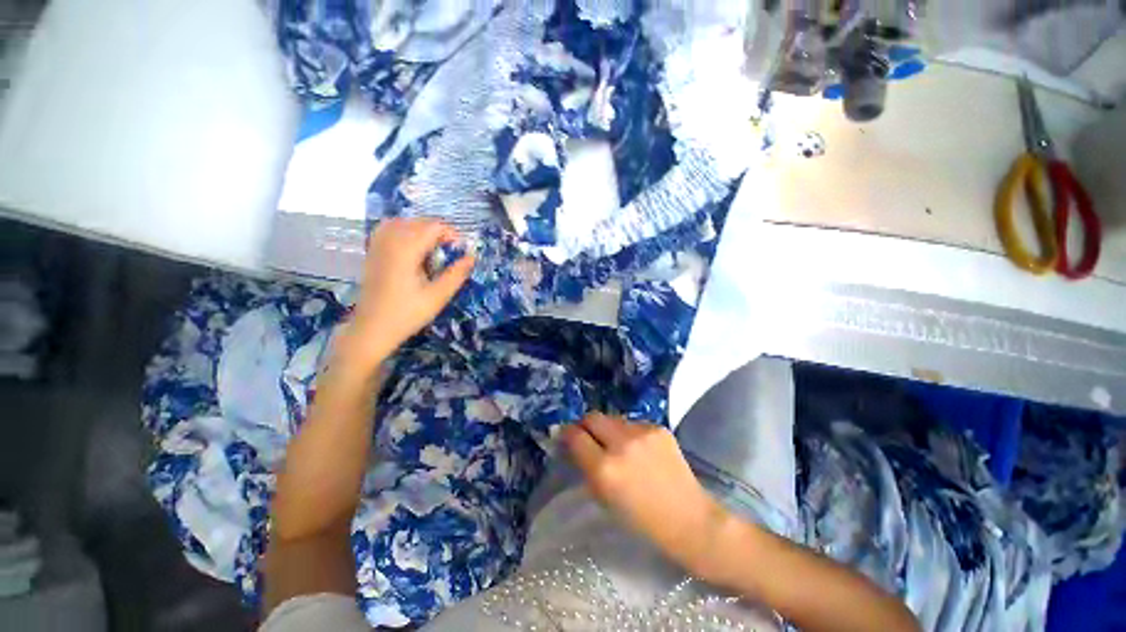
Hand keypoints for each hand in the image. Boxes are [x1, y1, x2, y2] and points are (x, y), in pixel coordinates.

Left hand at [342, 219, 473, 369]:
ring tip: (433, 248)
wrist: (372, 328)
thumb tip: (472, 257)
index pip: (433, 227)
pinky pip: (388, 228)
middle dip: (439, 232)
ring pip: (403, 222)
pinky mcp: (372, 252)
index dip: (451, 234)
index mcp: (406, 251)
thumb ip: (456, 274)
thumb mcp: (438, 296)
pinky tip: (411, 246)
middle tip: (451, 253)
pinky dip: (403, 230)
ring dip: (421, 229)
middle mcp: (390, 241)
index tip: (461, 252)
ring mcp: (378, 245)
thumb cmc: (407, 314)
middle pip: (419, 222)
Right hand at [562, 413, 729, 571]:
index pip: (575, 436)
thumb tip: (574, 445)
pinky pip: (633, 423)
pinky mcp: (658, 427)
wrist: (688, 518)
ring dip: (609, 429)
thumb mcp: (605, 498)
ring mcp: (642, 432)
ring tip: (618, 445)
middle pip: (592, 417)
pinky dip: (630, 433)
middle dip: (586, 424)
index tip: (566, 435)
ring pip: (613, 418)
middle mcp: (621, 444)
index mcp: (605, 468)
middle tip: (588, 435)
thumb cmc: (642, 520)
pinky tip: (640, 449)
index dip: (567, 433)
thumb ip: (587, 468)